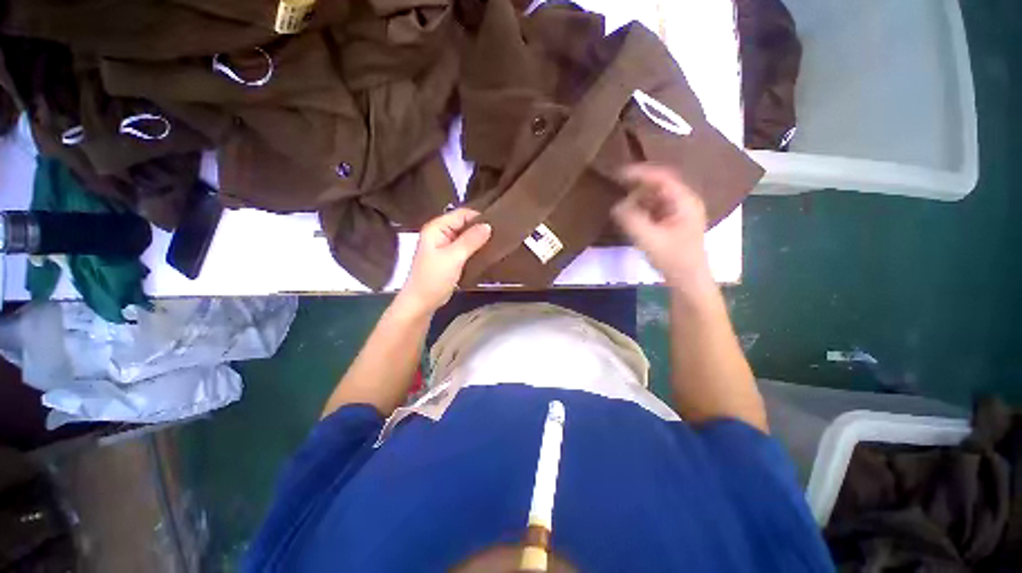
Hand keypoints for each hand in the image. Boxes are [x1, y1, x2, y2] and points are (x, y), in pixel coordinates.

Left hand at [396, 208, 491, 314]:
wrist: (422, 303)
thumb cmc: (433, 278)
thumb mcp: (453, 258)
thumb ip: (470, 240)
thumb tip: (488, 225)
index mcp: (437, 228)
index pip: (462, 214)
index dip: (479, 217)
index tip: (498, 225)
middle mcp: (440, 233)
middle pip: (464, 224)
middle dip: (481, 229)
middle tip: (501, 235)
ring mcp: (445, 246)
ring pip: (466, 237)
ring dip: (479, 240)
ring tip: (497, 243)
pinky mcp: (450, 258)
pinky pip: (465, 249)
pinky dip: (475, 250)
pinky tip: (487, 253)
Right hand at [612, 164, 710, 287]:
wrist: (688, 280)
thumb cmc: (673, 259)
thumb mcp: (649, 239)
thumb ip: (631, 220)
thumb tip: (616, 205)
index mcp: (684, 201)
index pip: (661, 178)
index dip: (639, 173)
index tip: (618, 173)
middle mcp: (684, 202)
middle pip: (659, 185)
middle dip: (637, 186)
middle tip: (617, 187)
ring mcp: (679, 212)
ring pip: (656, 197)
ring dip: (638, 198)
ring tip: (621, 204)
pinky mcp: (672, 222)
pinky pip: (654, 208)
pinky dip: (641, 209)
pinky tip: (630, 215)